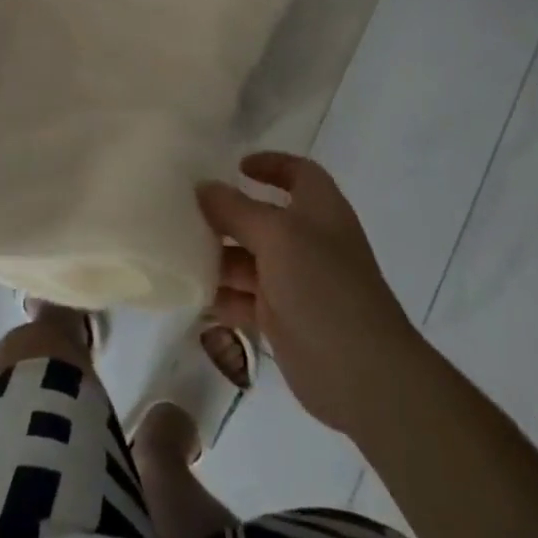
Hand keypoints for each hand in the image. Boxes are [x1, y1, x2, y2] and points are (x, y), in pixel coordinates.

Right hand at [199, 153, 421, 437]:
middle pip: (262, 217)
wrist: (360, 373)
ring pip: (248, 258)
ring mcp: (294, 281)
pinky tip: (190, 294)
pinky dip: (220, 295)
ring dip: (217, 256)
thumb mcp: (276, 236)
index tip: (235, 166)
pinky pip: (243, 297)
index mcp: (319, 209)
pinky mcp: (281, 318)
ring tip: (177, 253)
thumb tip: (204, 187)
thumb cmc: (322, 286)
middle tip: (184, 212)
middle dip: (227, 214)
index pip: (298, 172)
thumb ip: (236, 209)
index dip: (270, 164)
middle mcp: (307, 240)